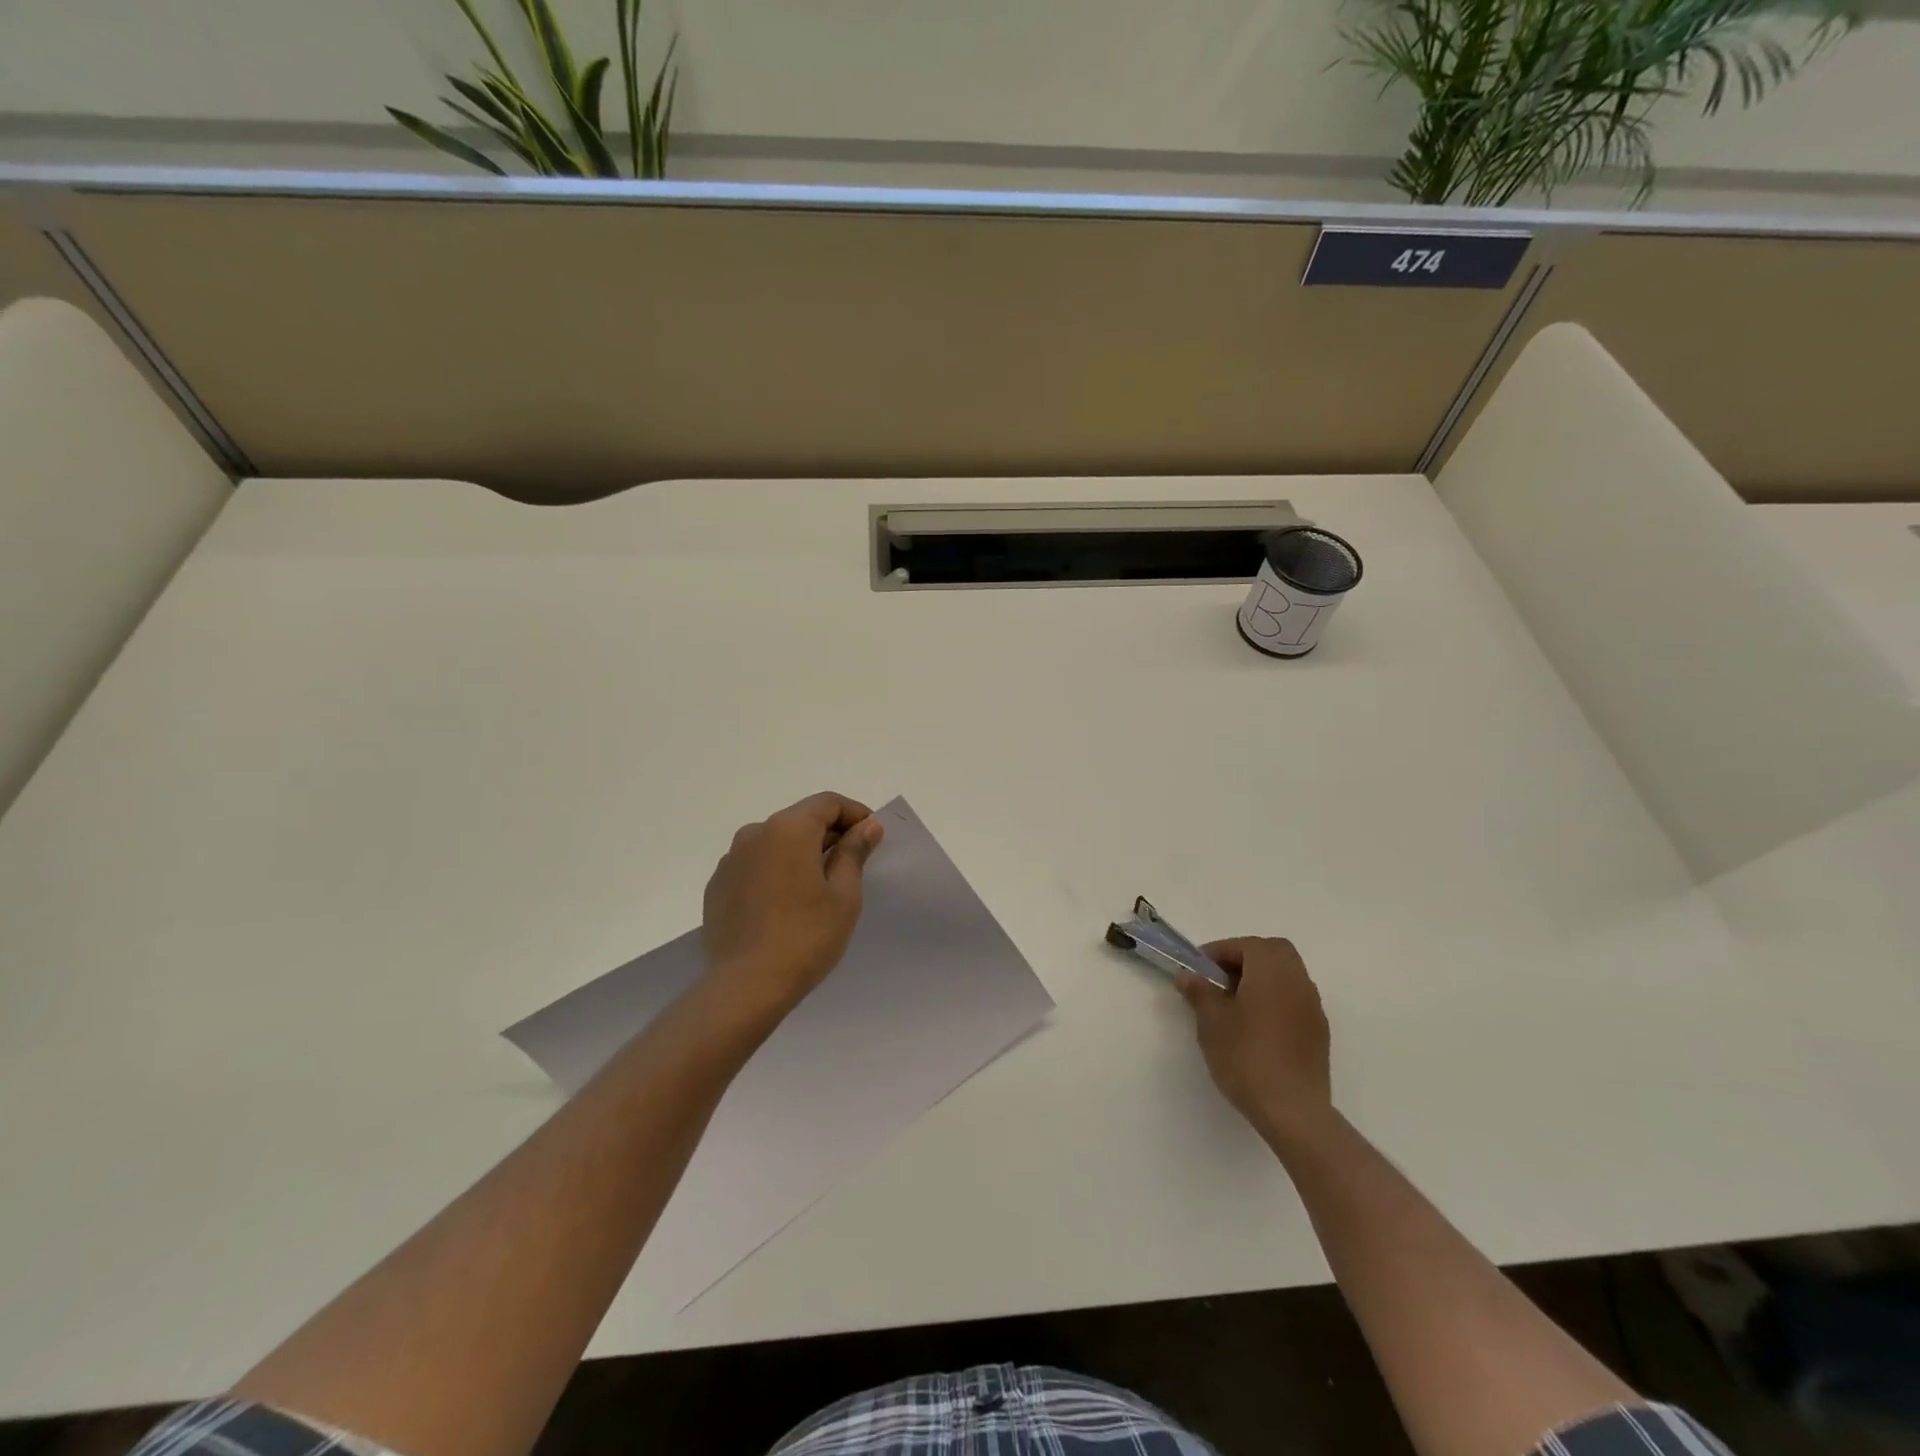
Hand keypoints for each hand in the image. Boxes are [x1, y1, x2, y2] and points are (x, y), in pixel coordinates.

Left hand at [701, 792, 883, 1018]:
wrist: (745, 987)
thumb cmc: (805, 936)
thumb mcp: (844, 895)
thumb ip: (854, 852)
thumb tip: (866, 826)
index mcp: (789, 829)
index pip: (828, 803)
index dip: (855, 814)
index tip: (872, 837)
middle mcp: (755, 833)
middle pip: (800, 819)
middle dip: (829, 834)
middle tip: (852, 863)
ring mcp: (731, 860)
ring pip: (776, 843)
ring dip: (800, 853)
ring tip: (818, 887)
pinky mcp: (718, 886)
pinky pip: (755, 866)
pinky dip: (775, 872)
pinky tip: (786, 904)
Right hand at [1179, 937, 1333, 1145]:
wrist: (1292, 1110)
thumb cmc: (1246, 1056)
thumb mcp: (1211, 1021)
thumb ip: (1200, 992)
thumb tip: (1188, 976)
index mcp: (1271, 970)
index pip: (1245, 945)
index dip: (1219, 951)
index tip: (1198, 969)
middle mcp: (1298, 980)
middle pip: (1274, 952)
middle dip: (1245, 958)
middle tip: (1220, 978)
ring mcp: (1313, 1007)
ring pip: (1287, 975)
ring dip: (1262, 978)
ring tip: (1235, 1003)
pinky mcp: (1318, 1032)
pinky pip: (1294, 1000)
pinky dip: (1275, 999)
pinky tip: (1256, 1026)